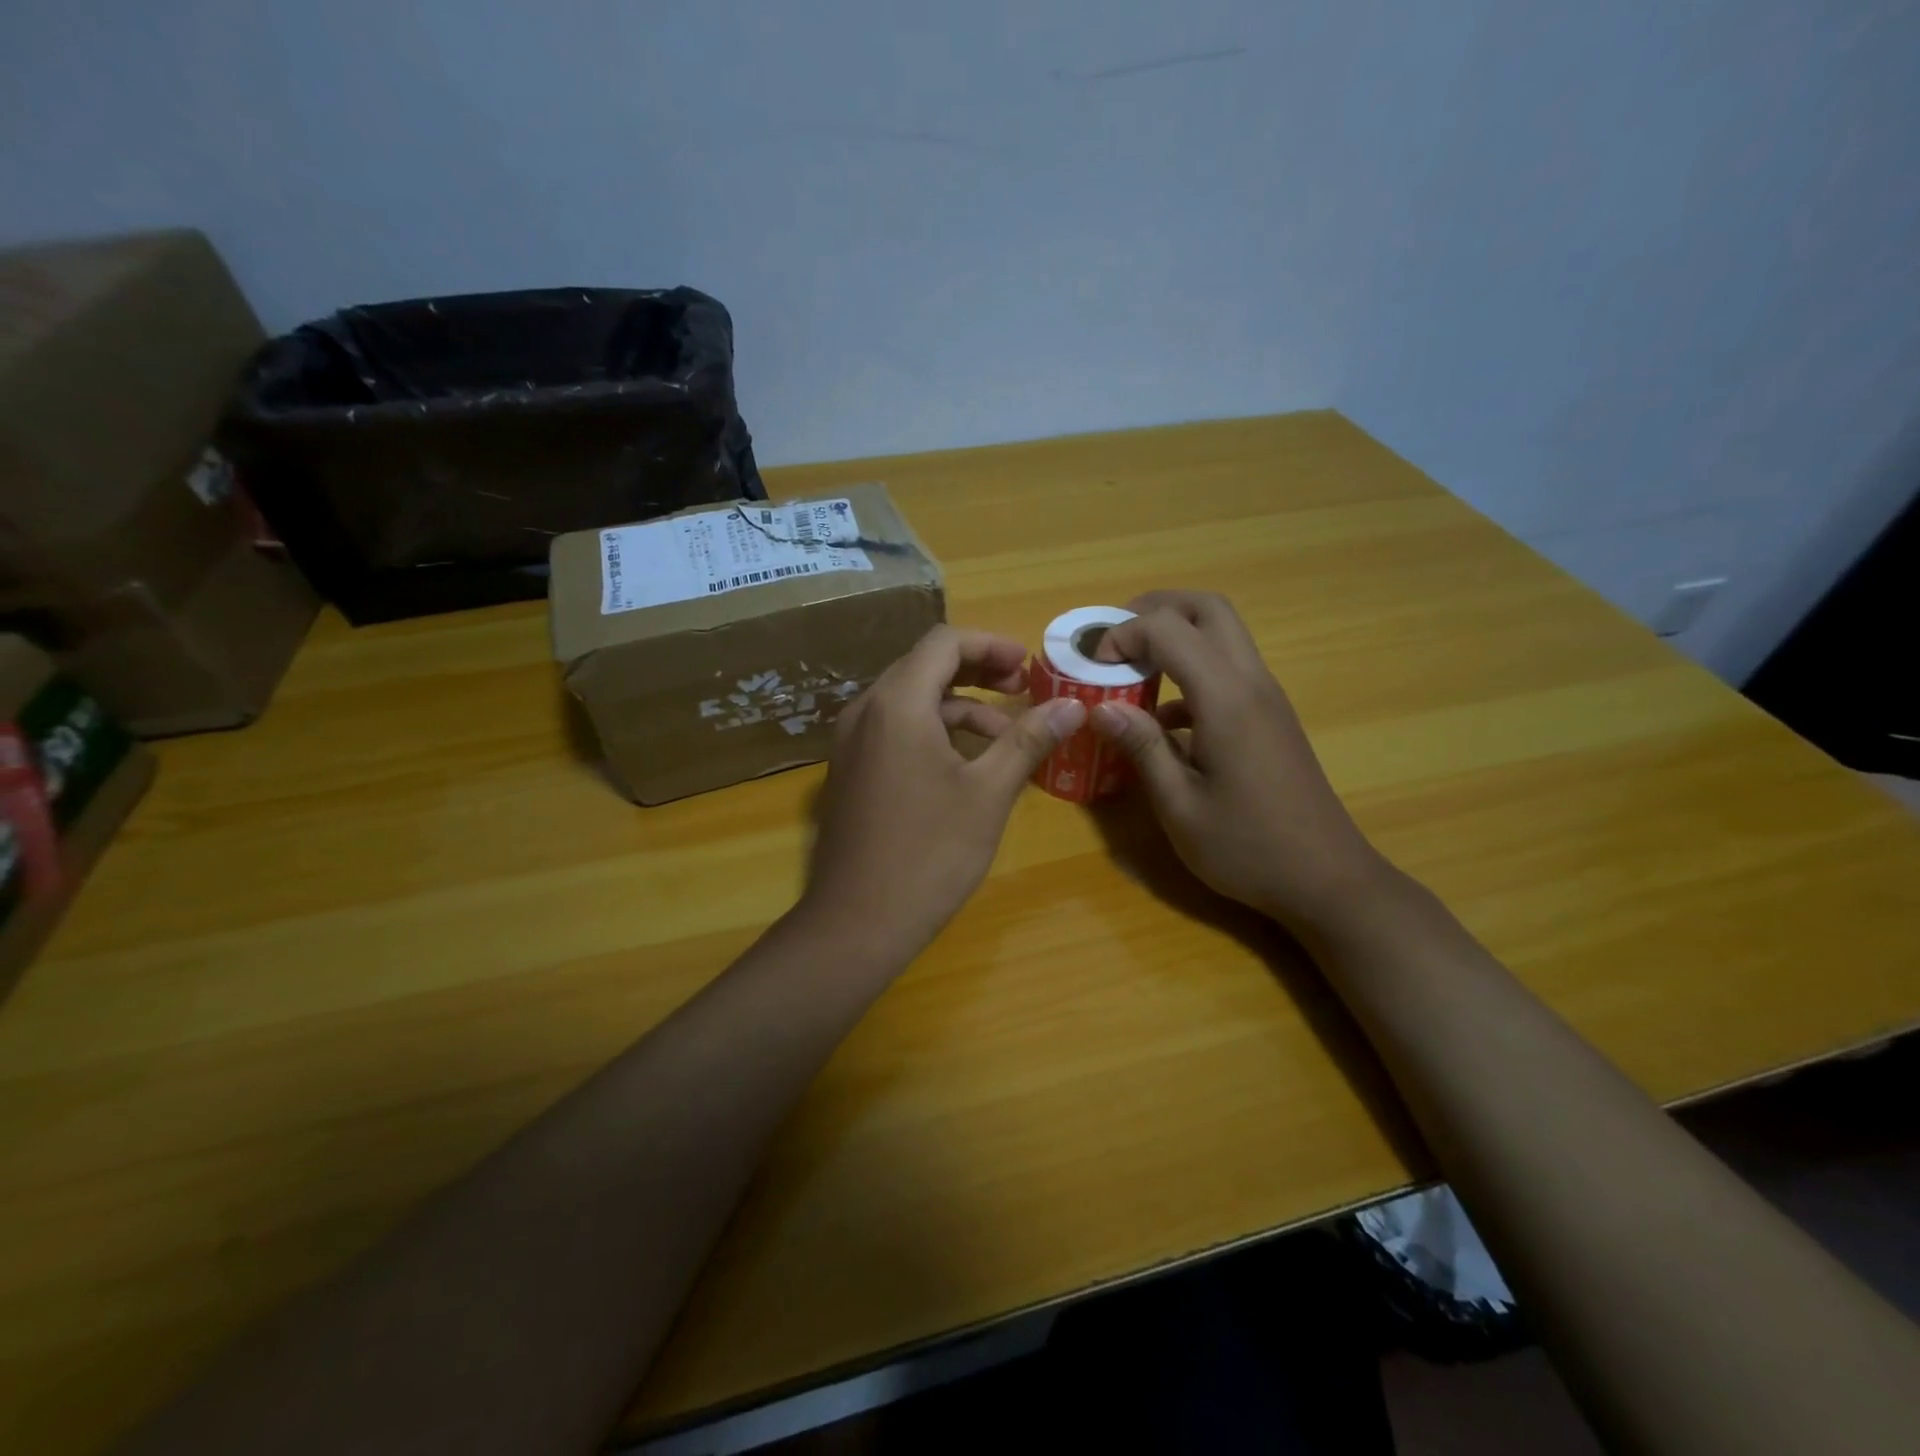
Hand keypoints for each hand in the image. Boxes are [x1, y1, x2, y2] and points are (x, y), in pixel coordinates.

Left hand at [802, 625, 1086, 960]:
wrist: (857, 922)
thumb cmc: (929, 853)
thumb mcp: (988, 793)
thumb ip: (1029, 740)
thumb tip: (1073, 706)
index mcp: (897, 703)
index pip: (944, 643)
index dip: (991, 645)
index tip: (1029, 667)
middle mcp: (866, 710)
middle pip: (925, 666)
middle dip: (978, 672)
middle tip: (1022, 691)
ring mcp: (852, 742)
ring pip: (911, 701)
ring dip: (960, 709)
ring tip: (1006, 741)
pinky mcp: (851, 771)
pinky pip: (895, 730)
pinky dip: (934, 733)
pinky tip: (966, 767)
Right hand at [1089, 591, 1388, 934]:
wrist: (1326, 879)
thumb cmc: (1247, 848)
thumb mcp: (1180, 807)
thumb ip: (1142, 748)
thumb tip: (1100, 708)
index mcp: (1226, 699)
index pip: (1169, 629)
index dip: (1124, 635)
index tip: (1094, 668)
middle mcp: (1251, 683)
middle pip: (1208, 609)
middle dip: (1155, 609)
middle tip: (1114, 639)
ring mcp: (1266, 698)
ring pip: (1222, 634)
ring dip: (1174, 637)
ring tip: (1129, 671)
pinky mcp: (1269, 717)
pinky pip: (1227, 671)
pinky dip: (1190, 673)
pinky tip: (1162, 721)